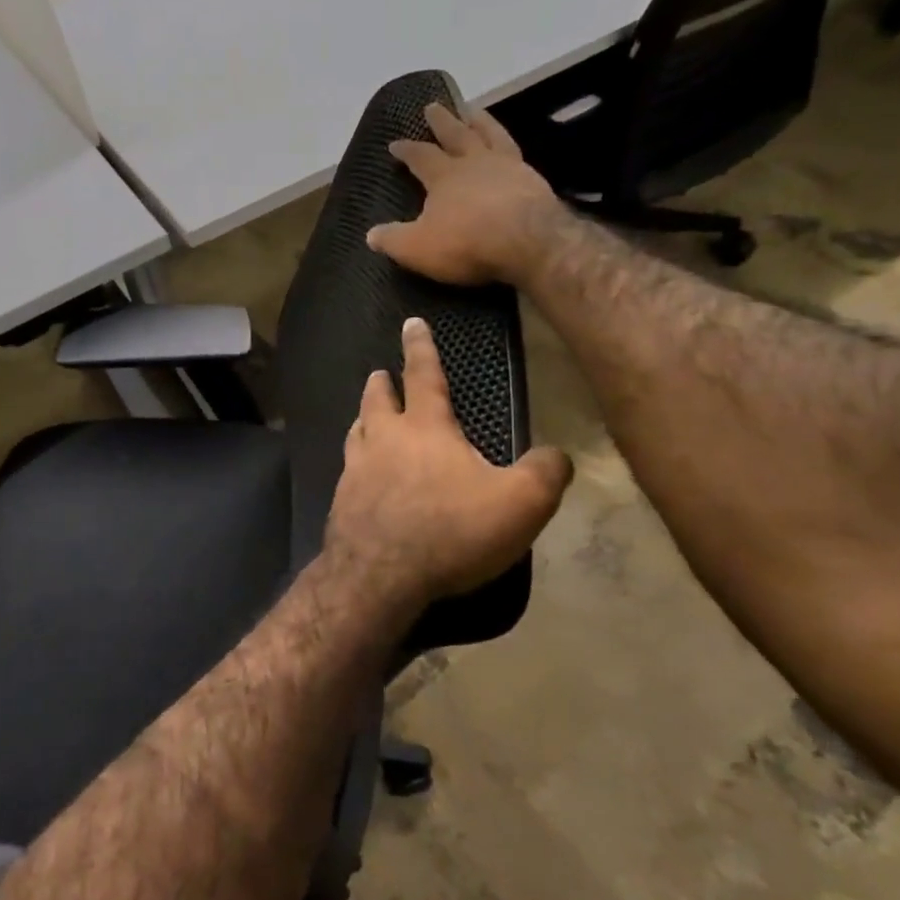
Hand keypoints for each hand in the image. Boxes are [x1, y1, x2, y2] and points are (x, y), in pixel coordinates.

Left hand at [324, 317, 571, 617]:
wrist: (379, 576)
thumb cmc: (451, 531)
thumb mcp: (520, 503)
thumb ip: (545, 472)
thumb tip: (557, 455)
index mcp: (425, 428)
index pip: (423, 375)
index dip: (420, 347)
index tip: (411, 323)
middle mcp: (384, 439)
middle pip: (377, 399)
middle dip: (381, 382)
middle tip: (380, 373)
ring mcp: (356, 469)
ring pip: (357, 430)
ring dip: (363, 417)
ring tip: (366, 416)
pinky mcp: (341, 501)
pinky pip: (348, 469)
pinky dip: (355, 460)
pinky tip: (360, 474)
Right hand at [365, 102, 564, 286]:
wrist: (530, 242)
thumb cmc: (467, 242)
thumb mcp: (417, 248)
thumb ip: (393, 240)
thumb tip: (370, 235)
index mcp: (444, 176)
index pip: (420, 156)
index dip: (406, 150)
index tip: (395, 143)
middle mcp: (475, 163)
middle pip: (457, 134)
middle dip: (443, 121)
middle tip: (435, 105)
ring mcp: (509, 168)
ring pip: (491, 135)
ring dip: (480, 122)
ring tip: (475, 111)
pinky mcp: (534, 180)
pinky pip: (516, 153)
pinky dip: (508, 145)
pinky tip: (509, 149)